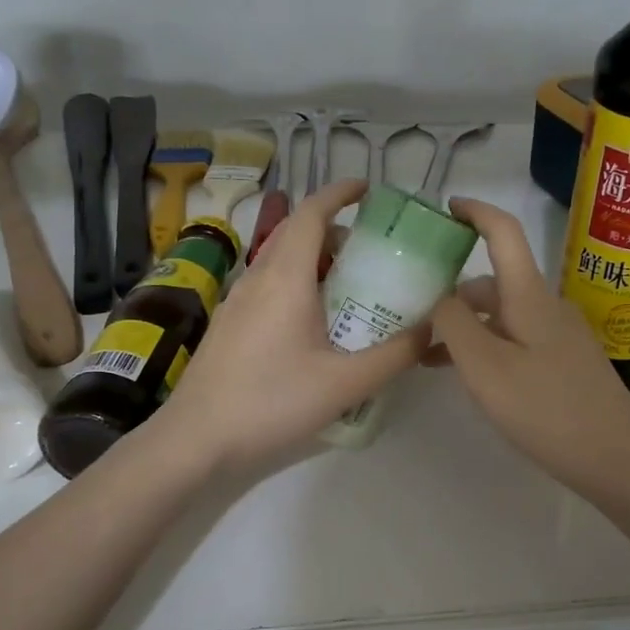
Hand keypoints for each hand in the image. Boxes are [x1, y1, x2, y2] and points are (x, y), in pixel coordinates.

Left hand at [157, 179, 423, 467]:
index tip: (369, 190)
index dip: (340, 193)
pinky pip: (267, 287)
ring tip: (349, 290)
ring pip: (279, 262)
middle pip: (296, 234)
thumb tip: (433, 329)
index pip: (311, 212)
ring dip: (314, 262)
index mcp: (286, 277)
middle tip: (371, 255)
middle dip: (334, 232)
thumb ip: (396, 354)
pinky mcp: (228, 326)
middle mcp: (257, 278)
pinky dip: (296, 286)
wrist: (195, 439)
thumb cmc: (272, 402)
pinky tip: (313, 326)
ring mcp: (236, 302)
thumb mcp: (346, 382)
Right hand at [428, 198, 629, 492]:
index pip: (504, 232)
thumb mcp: (485, 367)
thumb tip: (437, 294)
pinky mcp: (561, 362)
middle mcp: (545, 306)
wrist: (614, 457)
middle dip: (452, 290)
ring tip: (424, 351)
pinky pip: (514, 340)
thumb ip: (453, 325)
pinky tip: (463, 374)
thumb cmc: (545, 408)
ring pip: (501, 315)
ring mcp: (557, 335)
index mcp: (529, 296)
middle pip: (493, 281)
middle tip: (411, 309)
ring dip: (464, 325)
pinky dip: (484, 346)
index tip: (443, 208)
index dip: (475, 212)